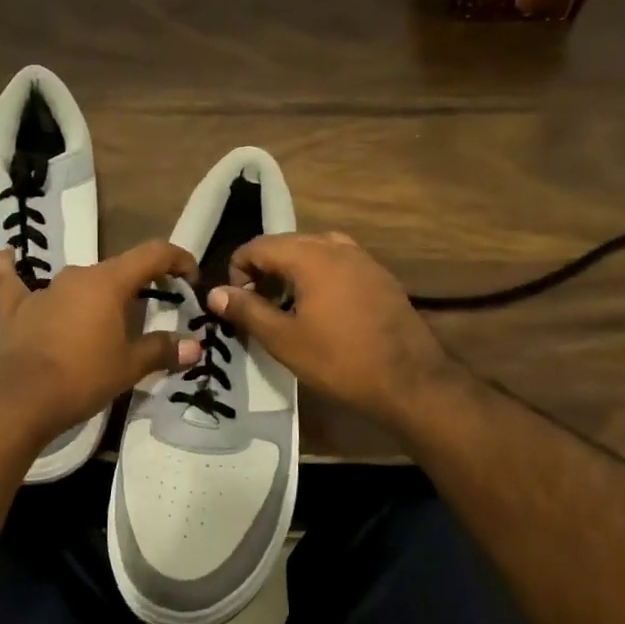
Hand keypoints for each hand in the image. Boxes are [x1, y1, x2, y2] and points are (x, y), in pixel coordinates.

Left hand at [0, 240, 203, 438]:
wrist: (21, 399)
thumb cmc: (83, 377)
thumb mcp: (129, 366)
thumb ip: (162, 350)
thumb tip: (193, 346)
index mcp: (109, 282)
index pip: (152, 254)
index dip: (177, 259)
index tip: (191, 278)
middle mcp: (77, 276)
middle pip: (117, 270)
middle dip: (140, 285)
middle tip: (154, 310)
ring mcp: (43, 291)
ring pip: (77, 282)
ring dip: (96, 294)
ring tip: (107, 315)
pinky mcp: (15, 309)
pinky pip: (14, 282)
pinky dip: (12, 268)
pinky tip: (9, 255)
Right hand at [207, 231, 457, 427]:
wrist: (410, 380)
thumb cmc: (340, 360)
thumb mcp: (284, 340)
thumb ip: (247, 311)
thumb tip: (215, 293)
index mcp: (309, 256)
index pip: (258, 245)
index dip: (238, 270)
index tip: (237, 303)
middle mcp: (336, 246)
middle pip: (286, 243)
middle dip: (264, 269)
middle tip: (257, 305)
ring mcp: (363, 258)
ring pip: (314, 250)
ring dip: (292, 270)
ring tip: (288, 304)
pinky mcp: (380, 275)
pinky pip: (339, 262)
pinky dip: (320, 275)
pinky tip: (322, 308)